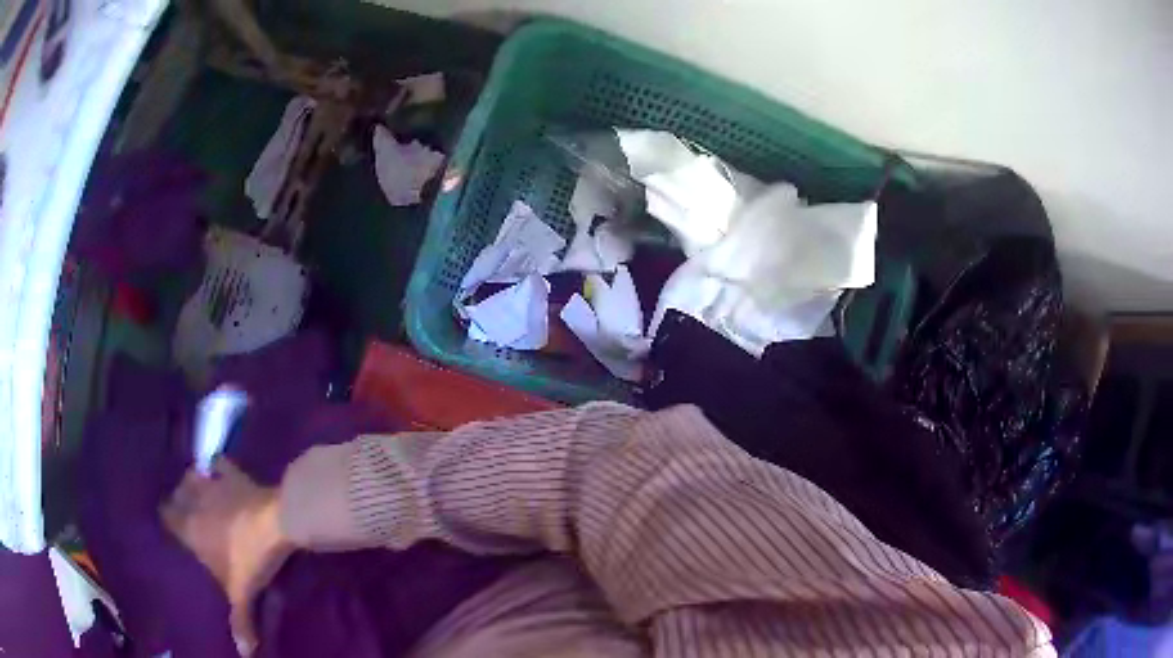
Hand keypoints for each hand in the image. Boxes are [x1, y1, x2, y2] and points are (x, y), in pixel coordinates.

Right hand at [161, 458, 292, 654]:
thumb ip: (240, 622)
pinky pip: (219, 463)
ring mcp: (213, 483)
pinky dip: (217, 466)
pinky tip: (219, 468)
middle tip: (185, 511)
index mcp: (190, 527)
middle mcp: (195, 501)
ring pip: (193, 476)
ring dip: (193, 482)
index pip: (166, 516)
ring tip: (197, 490)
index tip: (169, 524)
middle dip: (177, 500)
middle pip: (176, 494)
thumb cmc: (251, 558)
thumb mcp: (243, 593)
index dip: (166, 519)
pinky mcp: (234, 474)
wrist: (276, 521)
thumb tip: (244, 653)